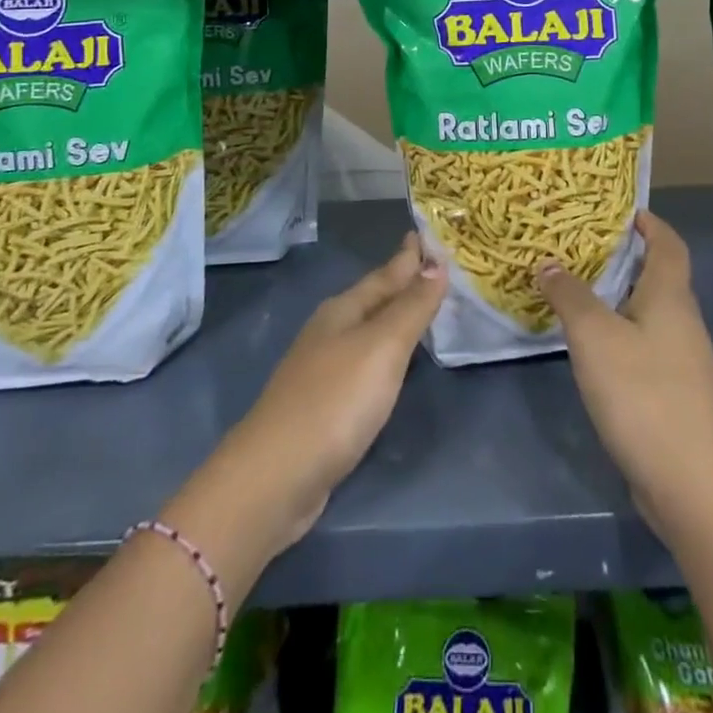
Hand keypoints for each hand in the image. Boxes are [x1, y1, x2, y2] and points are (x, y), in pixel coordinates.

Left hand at [170, 234, 446, 573]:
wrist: (275, 478)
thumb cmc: (335, 401)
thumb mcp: (382, 347)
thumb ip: (411, 307)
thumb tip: (437, 264)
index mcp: (343, 310)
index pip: (385, 274)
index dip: (409, 257)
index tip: (429, 235)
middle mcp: (330, 332)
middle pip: (374, 299)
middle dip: (403, 283)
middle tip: (435, 268)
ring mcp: (322, 369)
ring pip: (368, 331)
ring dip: (394, 319)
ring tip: (421, 308)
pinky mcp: (323, 406)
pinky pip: (365, 364)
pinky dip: (385, 355)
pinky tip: (393, 364)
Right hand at [538, 212, 712, 545]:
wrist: (693, 487)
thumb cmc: (644, 395)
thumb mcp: (595, 337)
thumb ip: (570, 295)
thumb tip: (548, 262)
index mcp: (670, 297)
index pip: (668, 243)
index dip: (649, 222)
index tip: (618, 210)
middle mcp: (683, 321)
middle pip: (660, 275)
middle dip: (626, 256)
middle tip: (581, 246)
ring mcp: (684, 361)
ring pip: (652, 311)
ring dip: (621, 295)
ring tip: (578, 289)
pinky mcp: (676, 394)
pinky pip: (648, 344)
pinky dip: (622, 331)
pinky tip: (594, 346)